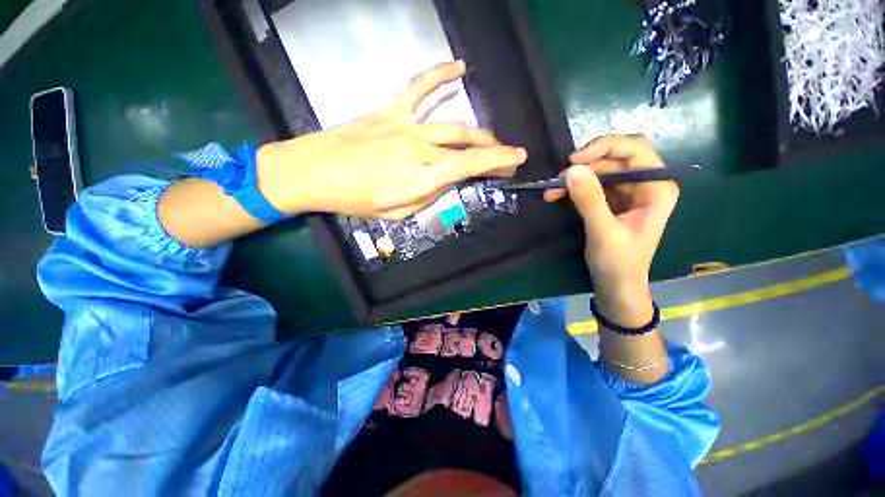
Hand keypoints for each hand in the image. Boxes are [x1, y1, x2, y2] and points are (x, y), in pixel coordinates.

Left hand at [256, 61, 526, 219]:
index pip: (470, 165)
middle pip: (466, 143)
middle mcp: (419, 148)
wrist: (313, 172)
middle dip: (492, 150)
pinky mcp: (390, 111)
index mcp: (421, 177)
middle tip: (504, 158)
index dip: (497, 161)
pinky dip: (440, 75)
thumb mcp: (397, 212)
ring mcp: (405, 125)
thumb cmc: (354, 200)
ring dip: (477, 130)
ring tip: (490, 138)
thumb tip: (444, 182)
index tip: (517, 159)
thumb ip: (426, 196)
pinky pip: (419, 87)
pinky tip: (458, 69)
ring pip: (452, 122)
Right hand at [544, 135, 677, 325]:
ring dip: (574, 178)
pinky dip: (573, 188)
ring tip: (551, 191)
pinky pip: (592, 184)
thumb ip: (590, 200)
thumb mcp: (604, 232)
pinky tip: (556, 196)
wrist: (616, 285)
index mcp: (657, 187)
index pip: (635, 149)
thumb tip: (571, 169)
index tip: (573, 161)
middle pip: (614, 157)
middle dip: (584, 166)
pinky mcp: (612, 201)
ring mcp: (628, 192)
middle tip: (558, 180)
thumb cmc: (619, 263)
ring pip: (599, 170)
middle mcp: (645, 183)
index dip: (604, 147)